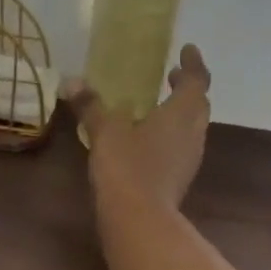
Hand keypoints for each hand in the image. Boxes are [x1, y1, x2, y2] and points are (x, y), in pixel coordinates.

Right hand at [64, 44, 212, 209]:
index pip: (196, 80)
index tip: (187, 49)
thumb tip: (72, 81)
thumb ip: (91, 106)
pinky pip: (180, 148)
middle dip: (187, 88)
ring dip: (180, 113)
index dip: (193, 63)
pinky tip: (149, 141)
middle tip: (171, 76)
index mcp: (182, 113)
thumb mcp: (105, 132)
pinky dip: (171, 136)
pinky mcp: (179, 179)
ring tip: (158, 107)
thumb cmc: (127, 167)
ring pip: (192, 128)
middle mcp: (193, 133)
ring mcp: (189, 159)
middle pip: (199, 104)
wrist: (140, 220)